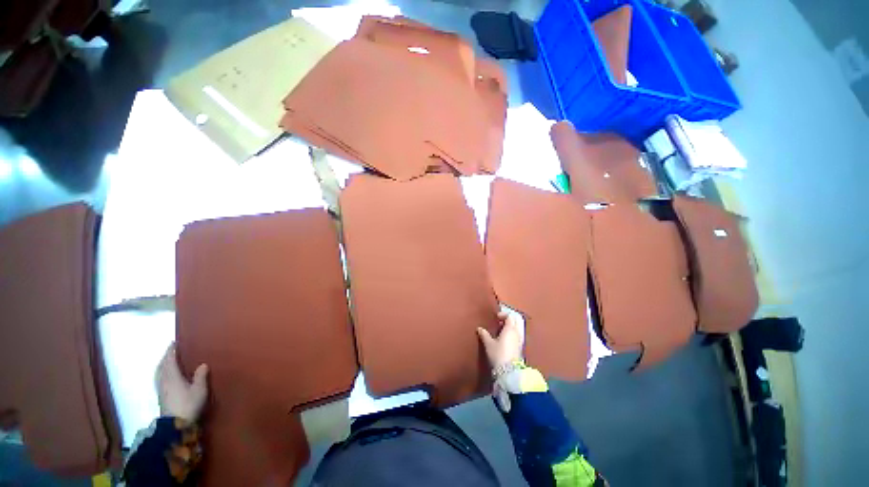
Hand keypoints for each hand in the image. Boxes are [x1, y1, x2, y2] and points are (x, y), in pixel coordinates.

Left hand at [156, 344, 208, 422]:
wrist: (175, 425)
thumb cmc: (188, 404)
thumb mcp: (199, 390)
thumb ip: (200, 376)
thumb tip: (202, 364)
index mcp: (172, 376)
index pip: (169, 360)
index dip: (171, 351)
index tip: (174, 342)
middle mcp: (163, 380)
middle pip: (162, 365)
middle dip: (166, 357)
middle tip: (172, 350)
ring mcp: (161, 389)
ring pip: (159, 373)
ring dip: (163, 365)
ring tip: (169, 361)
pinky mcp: (161, 396)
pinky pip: (160, 379)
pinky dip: (163, 373)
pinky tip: (167, 376)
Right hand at [477, 306, 525, 370]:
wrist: (509, 372)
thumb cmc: (498, 354)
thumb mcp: (489, 344)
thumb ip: (484, 334)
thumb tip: (479, 328)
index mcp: (510, 329)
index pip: (510, 316)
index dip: (503, 314)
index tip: (496, 317)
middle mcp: (517, 333)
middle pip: (517, 320)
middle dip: (509, 318)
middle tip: (500, 321)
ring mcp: (520, 340)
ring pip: (518, 327)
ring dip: (511, 326)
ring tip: (502, 329)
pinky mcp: (520, 347)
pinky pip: (518, 334)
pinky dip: (513, 332)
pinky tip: (505, 338)